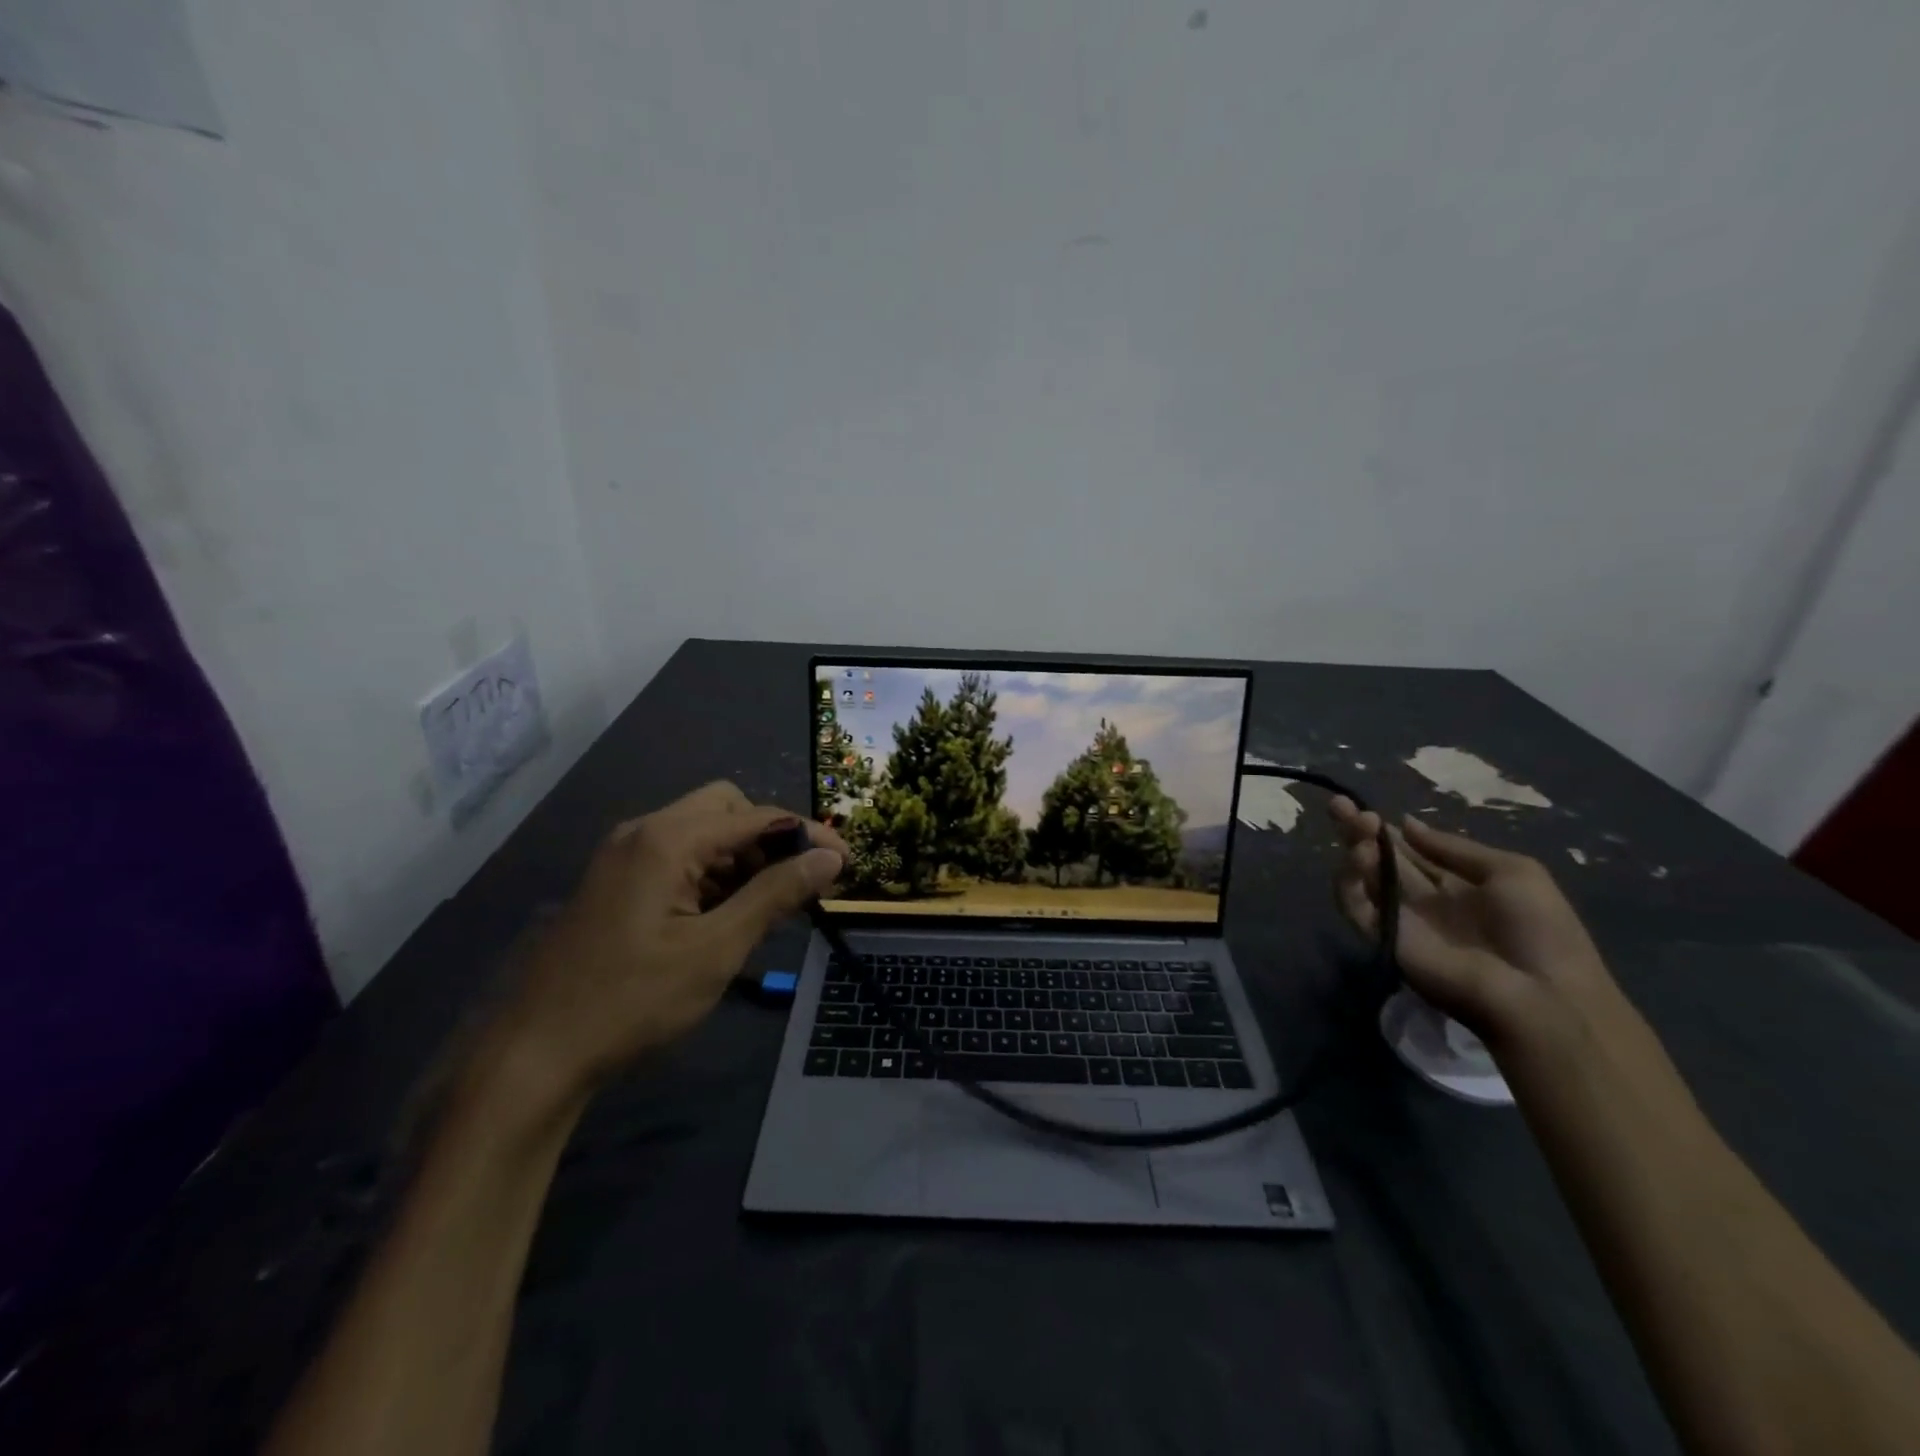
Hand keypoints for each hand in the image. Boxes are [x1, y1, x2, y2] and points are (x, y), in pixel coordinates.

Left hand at [497, 782, 846, 1096]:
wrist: (533, 1055)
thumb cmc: (632, 1001)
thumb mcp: (716, 949)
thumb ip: (776, 895)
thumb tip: (831, 858)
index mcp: (667, 839)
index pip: (757, 815)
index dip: (808, 834)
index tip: (846, 862)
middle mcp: (643, 831)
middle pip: (726, 809)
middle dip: (770, 839)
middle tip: (797, 884)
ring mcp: (624, 855)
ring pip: (702, 833)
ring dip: (742, 858)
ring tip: (766, 907)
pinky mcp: (616, 881)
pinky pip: (677, 857)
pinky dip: (711, 875)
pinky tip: (724, 915)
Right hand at [1328, 798, 1618, 1053]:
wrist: (1540, 993)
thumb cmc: (1539, 929)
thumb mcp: (1513, 871)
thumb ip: (1454, 847)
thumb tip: (1406, 823)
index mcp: (1454, 883)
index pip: (1408, 850)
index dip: (1387, 829)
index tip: (1367, 807)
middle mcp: (1421, 899)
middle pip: (1378, 858)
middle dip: (1357, 830)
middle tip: (1340, 804)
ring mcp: (1399, 919)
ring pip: (1361, 878)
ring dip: (1354, 848)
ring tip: (1359, 826)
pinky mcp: (1382, 937)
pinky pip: (1354, 906)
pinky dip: (1349, 880)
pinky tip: (1360, 855)